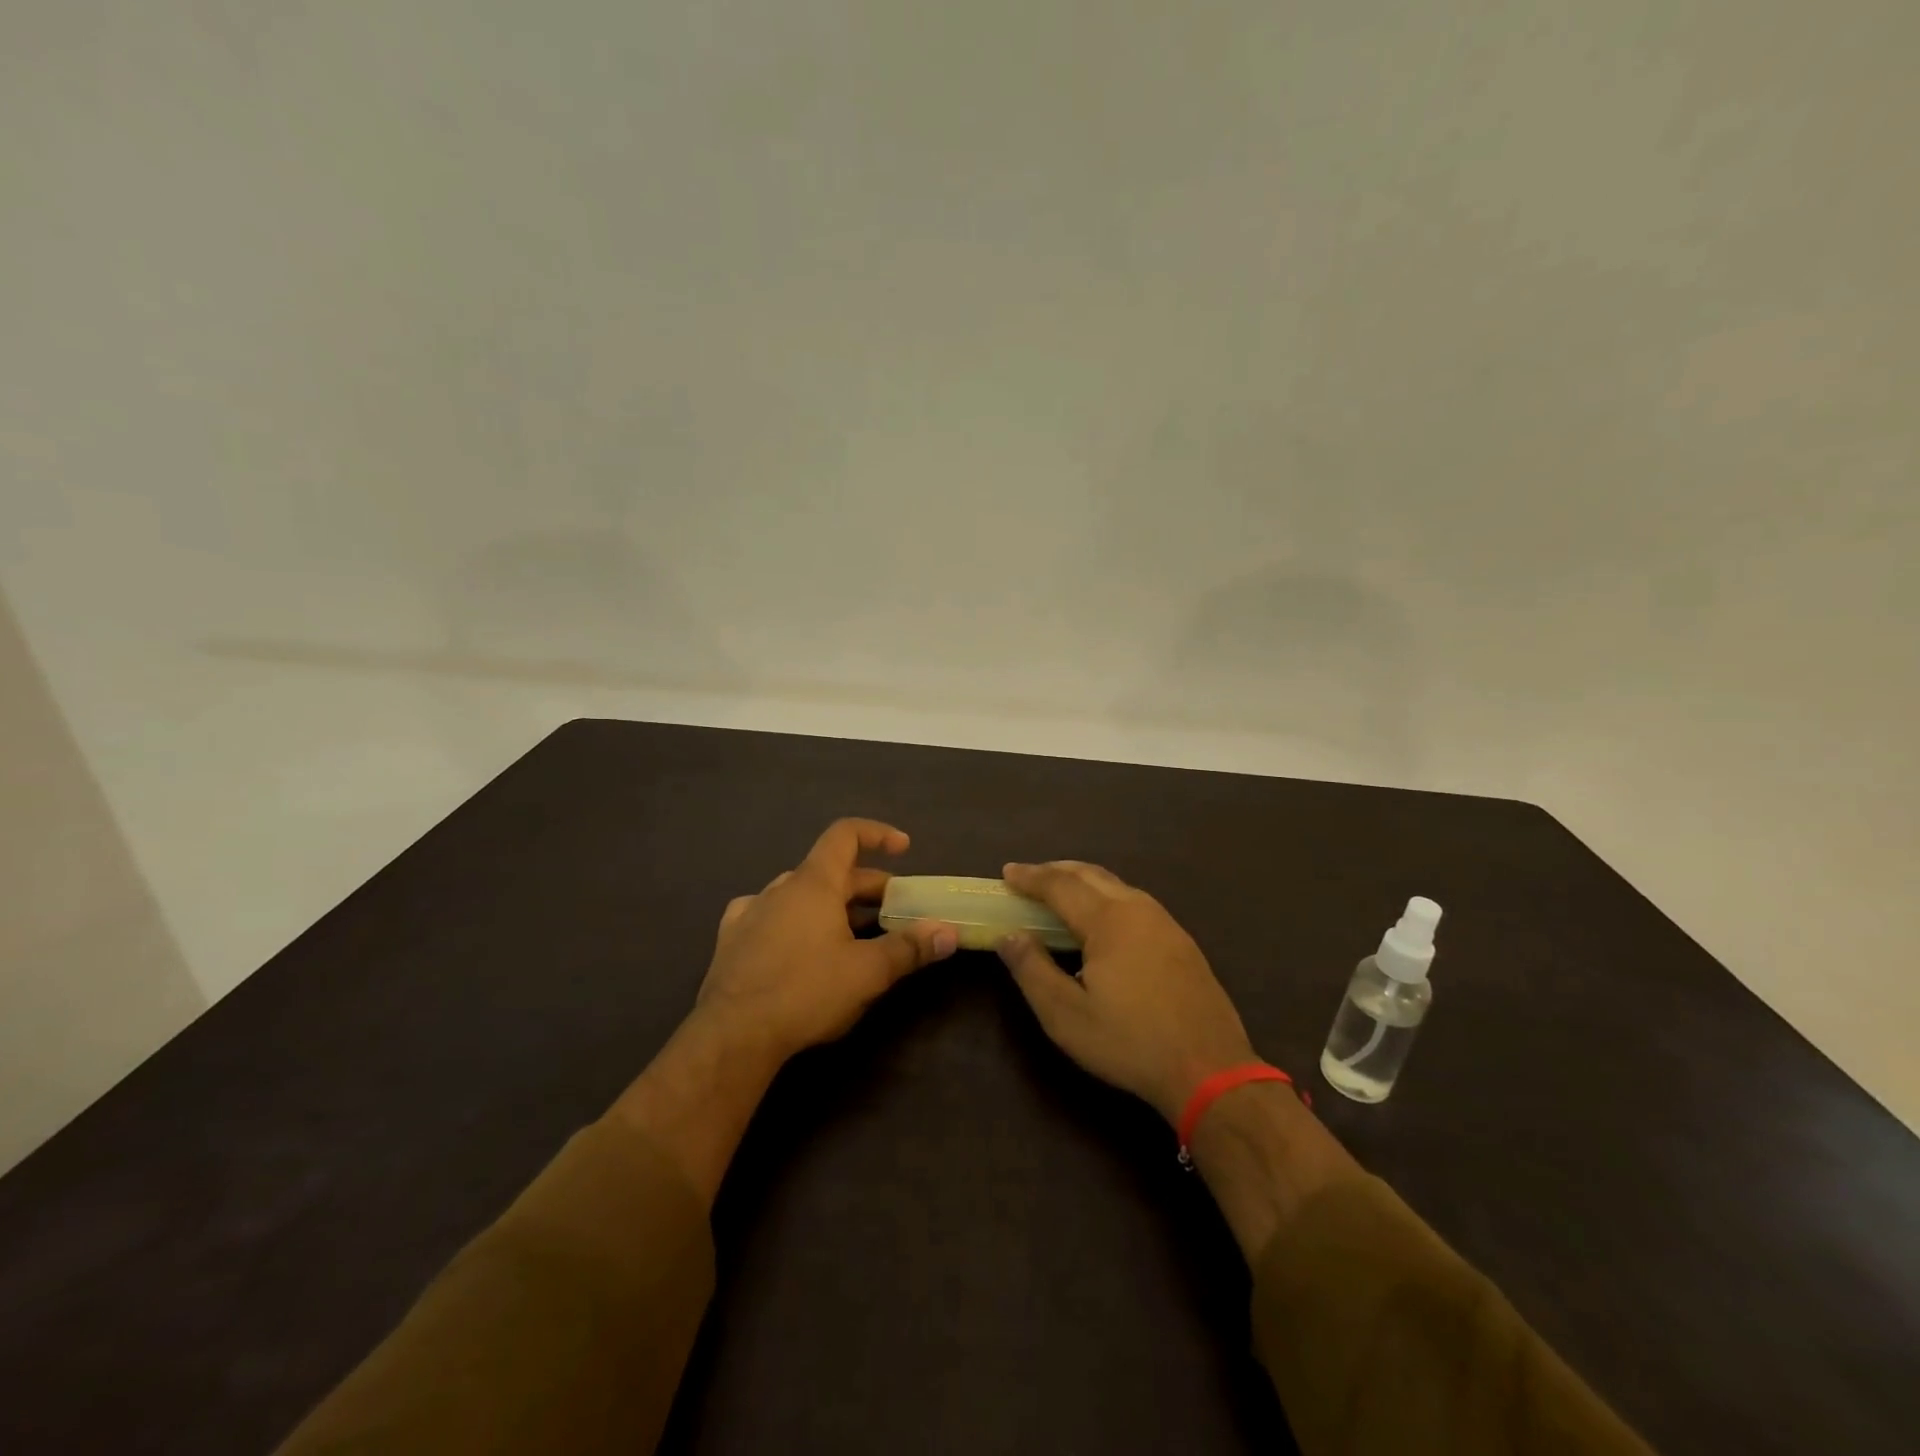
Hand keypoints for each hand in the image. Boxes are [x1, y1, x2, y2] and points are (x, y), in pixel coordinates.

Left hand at [695, 818, 957, 1062]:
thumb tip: (948, 932)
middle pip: (830, 871)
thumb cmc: (805, 992)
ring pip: (800, 894)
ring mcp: (751, 912)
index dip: (877, 834)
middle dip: (867, 887)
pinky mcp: (732, 941)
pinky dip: (794, 921)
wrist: (732, 1036)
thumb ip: (909, 948)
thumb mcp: (868, 972)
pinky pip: (770, 916)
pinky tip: (796, 944)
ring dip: (831, 904)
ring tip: (852, 932)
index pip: (845, 835)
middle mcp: (780, 888)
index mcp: (813, 883)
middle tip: (894, 911)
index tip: (904, 848)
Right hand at [997, 860, 1258, 1123]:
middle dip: (1055, 870)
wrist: (1210, 1069)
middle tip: (1028, 877)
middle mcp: (1138, 909)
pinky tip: (1103, 918)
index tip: (1006, 872)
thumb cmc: (1129, 1042)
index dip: (1030, 877)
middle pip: (1090, 875)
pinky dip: (1106, 896)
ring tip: (1060, 892)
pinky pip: (1134, 901)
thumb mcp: (1066, 1015)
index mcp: (1108, 920)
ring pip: (1116, 885)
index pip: (1060, 885)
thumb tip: (1009, 936)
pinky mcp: (1181, 941)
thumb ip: (1032, 969)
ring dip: (1083, 881)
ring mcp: (1165, 923)